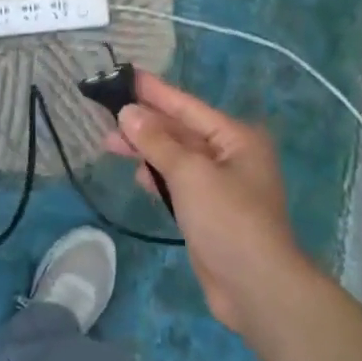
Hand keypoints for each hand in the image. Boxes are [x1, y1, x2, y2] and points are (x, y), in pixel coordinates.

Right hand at [104, 73, 316, 332]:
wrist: (255, 286)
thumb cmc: (228, 220)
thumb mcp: (190, 173)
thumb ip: (157, 141)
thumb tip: (129, 112)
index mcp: (236, 138)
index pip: (187, 106)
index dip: (155, 91)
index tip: (126, 74)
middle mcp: (230, 156)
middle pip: (180, 131)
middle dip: (145, 123)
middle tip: (106, 112)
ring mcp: (220, 186)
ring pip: (176, 158)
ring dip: (146, 150)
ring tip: (110, 142)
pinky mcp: (208, 212)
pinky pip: (177, 183)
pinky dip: (157, 176)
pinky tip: (137, 173)